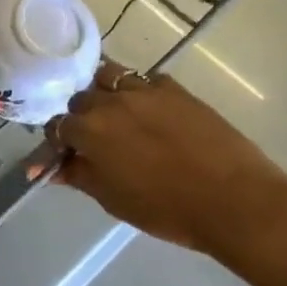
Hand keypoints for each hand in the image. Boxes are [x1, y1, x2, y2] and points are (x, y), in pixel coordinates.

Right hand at [40, 62, 286, 261]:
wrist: (234, 200)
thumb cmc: (165, 209)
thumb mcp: (112, 199)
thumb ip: (78, 176)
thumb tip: (52, 168)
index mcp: (89, 130)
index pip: (57, 126)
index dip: (58, 142)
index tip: (67, 156)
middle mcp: (111, 102)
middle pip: (80, 98)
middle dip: (80, 116)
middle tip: (93, 139)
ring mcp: (146, 91)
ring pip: (110, 76)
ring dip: (105, 92)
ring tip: (116, 114)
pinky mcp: (177, 90)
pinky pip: (147, 80)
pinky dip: (140, 91)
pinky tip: (149, 112)